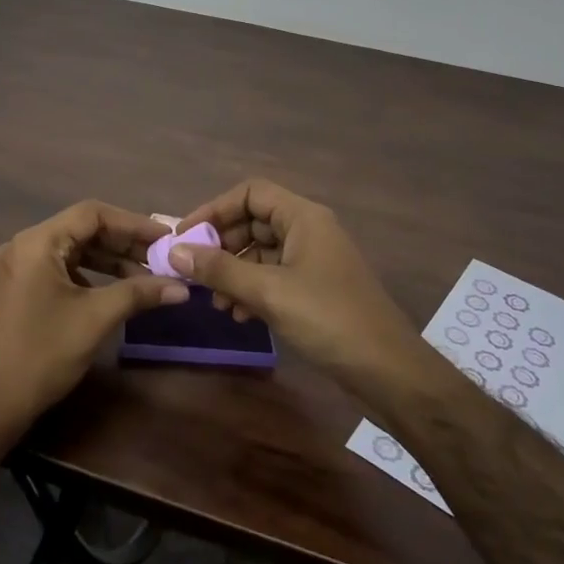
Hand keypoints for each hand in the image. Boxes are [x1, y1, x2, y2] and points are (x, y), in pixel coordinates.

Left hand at [0, 201, 187, 444]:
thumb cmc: (43, 355)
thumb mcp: (96, 319)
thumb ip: (139, 293)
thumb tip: (183, 287)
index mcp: (37, 243)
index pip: (92, 214)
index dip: (132, 223)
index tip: (164, 237)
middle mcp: (22, 245)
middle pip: (81, 229)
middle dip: (122, 242)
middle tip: (160, 256)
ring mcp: (16, 266)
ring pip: (71, 249)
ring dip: (107, 259)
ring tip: (144, 274)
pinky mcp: (16, 287)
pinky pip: (58, 267)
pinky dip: (88, 273)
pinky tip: (113, 289)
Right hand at [168, 179, 426, 406]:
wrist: (388, 370)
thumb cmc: (328, 319)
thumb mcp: (269, 292)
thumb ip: (220, 270)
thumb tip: (174, 252)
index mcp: (303, 217)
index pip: (250, 193)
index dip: (214, 209)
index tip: (185, 235)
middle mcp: (309, 230)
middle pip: (253, 221)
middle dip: (221, 245)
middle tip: (193, 271)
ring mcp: (313, 260)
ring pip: (261, 252)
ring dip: (233, 271)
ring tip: (214, 302)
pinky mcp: (316, 289)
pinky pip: (274, 276)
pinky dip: (251, 289)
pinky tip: (238, 315)